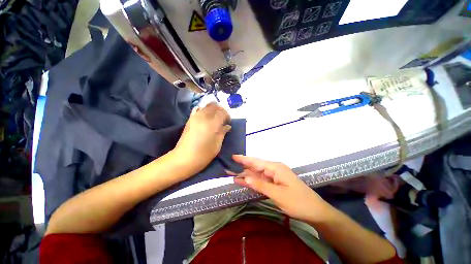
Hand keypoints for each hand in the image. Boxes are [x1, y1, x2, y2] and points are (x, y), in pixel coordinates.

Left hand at [174, 103, 230, 171]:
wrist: (184, 159)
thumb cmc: (203, 154)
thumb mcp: (217, 145)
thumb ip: (223, 132)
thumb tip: (227, 126)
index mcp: (212, 123)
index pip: (223, 112)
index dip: (227, 116)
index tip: (228, 123)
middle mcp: (203, 116)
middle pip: (214, 106)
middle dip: (221, 110)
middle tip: (223, 119)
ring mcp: (195, 117)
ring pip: (206, 105)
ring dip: (213, 109)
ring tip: (215, 118)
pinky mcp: (189, 119)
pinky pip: (198, 109)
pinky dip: (204, 110)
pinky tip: (206, 117)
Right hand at [232, 155, 332, 222]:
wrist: (315, 211)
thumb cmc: (298, 202)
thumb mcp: (278, 194)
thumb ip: (260, 185)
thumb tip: (245, 178)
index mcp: (275, 168)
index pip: (256, 162)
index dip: (244, 159)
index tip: (233, 157)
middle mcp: (274, 169)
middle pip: (255, 166)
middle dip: (242, 166)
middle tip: (229, 166)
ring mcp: (274, 176)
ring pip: (257, 174)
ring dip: (245, 174)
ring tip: (232, 173)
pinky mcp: (275, 183)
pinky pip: (261, 180)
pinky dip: (252, 181)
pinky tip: (243, 181)